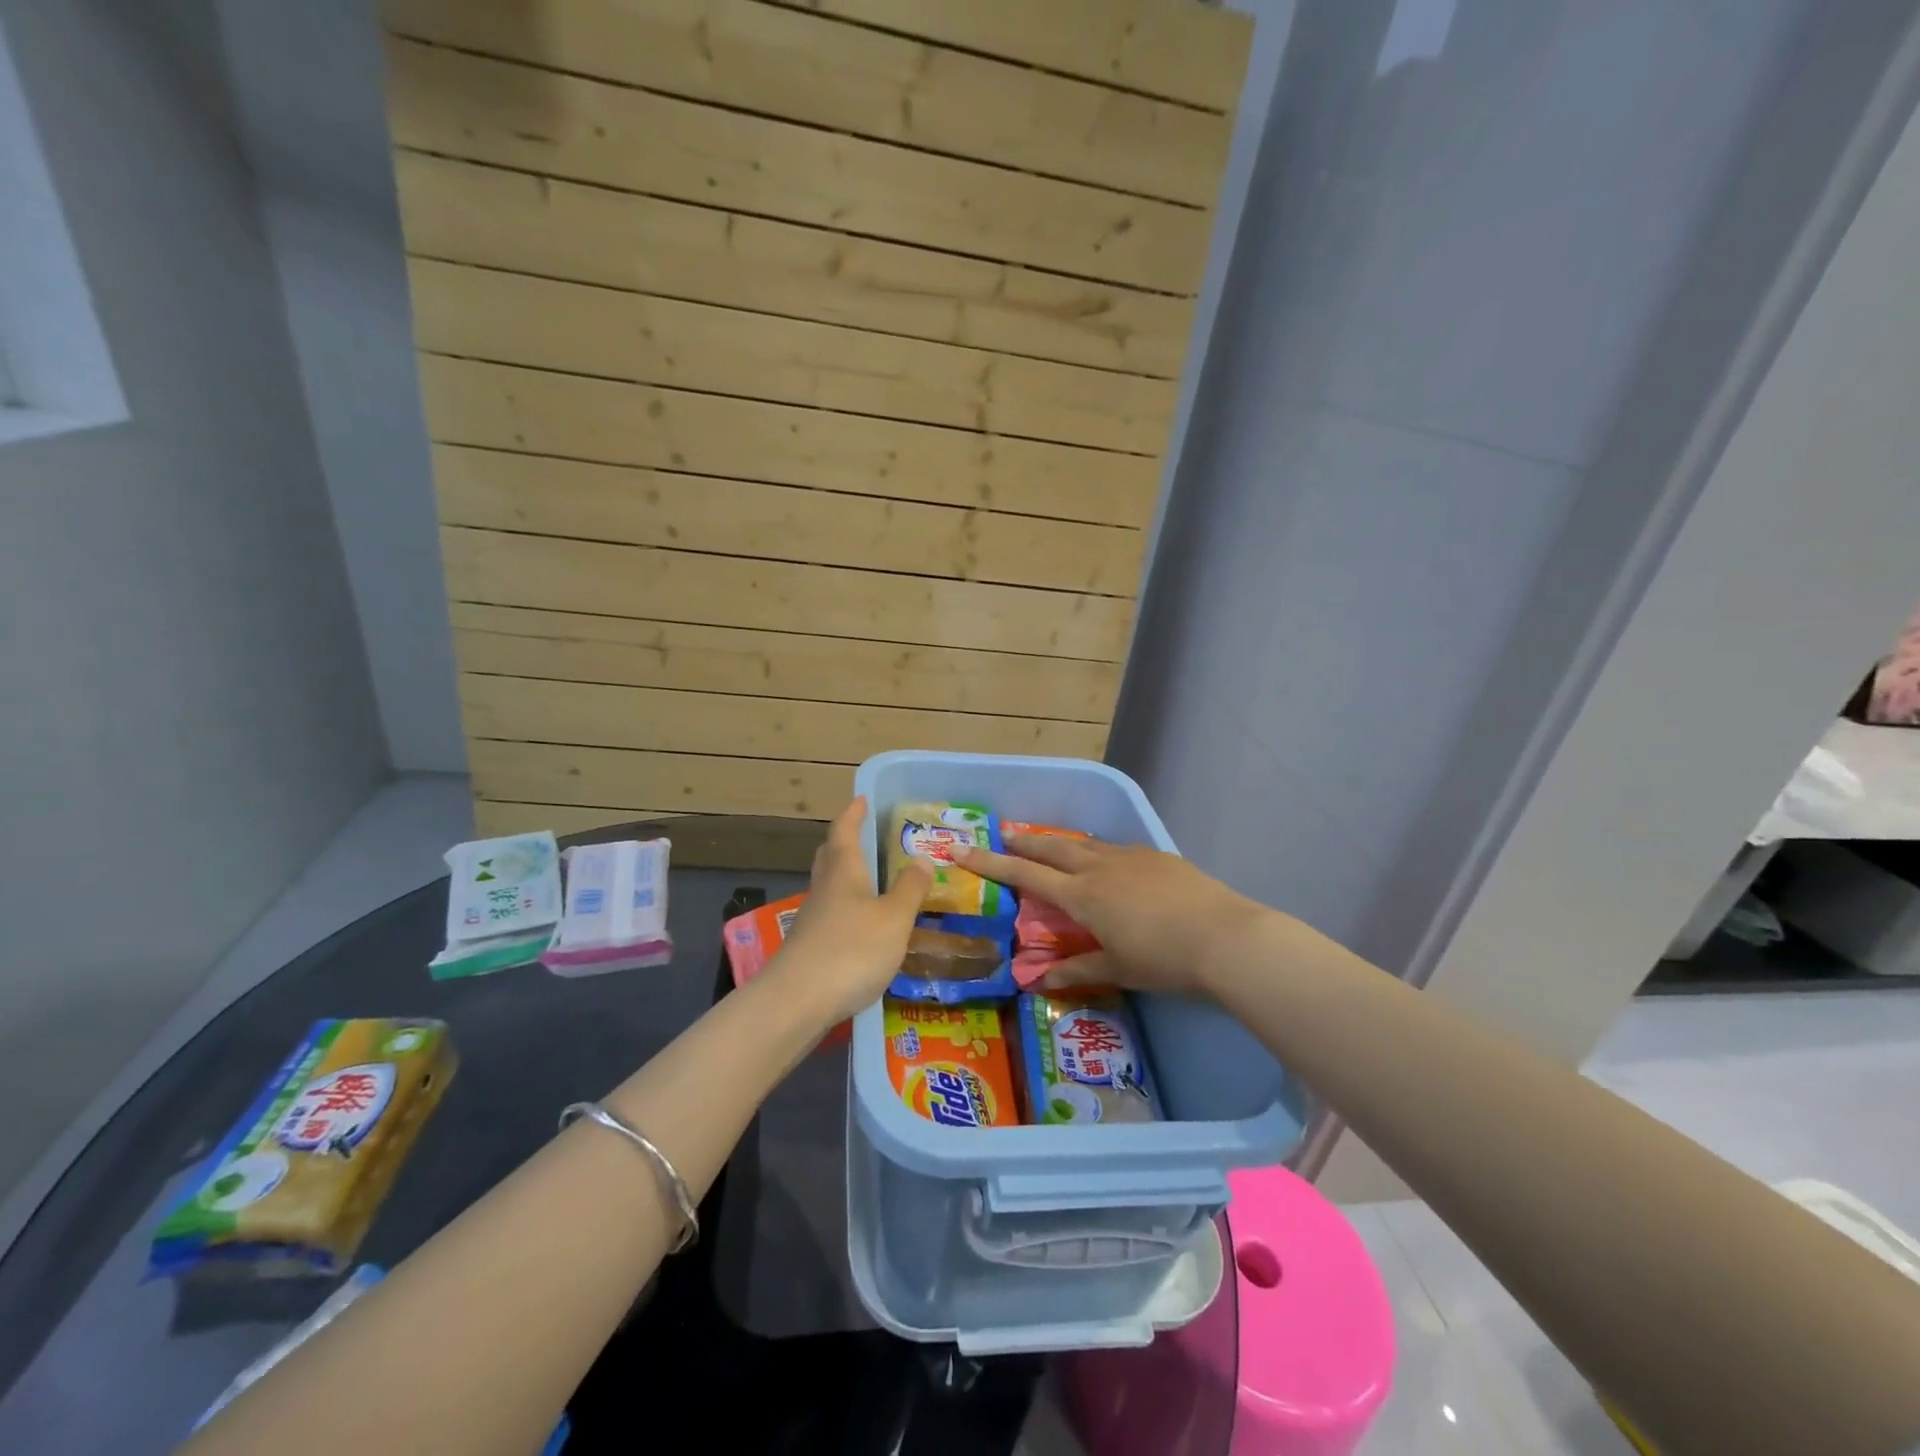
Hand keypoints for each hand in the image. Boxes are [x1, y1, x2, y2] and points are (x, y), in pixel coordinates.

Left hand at [771, 798, 930, 1021]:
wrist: (797, 1002)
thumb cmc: (851, 950)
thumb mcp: (894, 918)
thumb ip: (910, 889)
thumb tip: (922, 858)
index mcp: (844, 872)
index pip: (844, 832)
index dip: (853, 814)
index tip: (862, 799)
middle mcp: (824, 889)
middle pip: (830, 857)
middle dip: (844, 842)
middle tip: (863, 835)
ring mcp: (812, 920)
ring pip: (828, 887)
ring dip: (845, 877)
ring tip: (870, 881)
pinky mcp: (809, 949)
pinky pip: (829, 916)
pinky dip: (845, 910)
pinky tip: (861, 926)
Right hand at [955, 834, 1269, 998]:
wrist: (1224, 936)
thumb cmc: (1163, 959)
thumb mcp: (1117, 969)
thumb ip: (1076, 970)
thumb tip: (1038, 981)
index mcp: (1082, 894)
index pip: (1026, 873)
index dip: (991, 862)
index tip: (963, 849)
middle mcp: (1099, 866)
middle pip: (1051, 846)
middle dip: (1023, 842)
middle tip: (1003, 836)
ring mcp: (1129, 856)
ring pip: (1083, 842)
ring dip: (1059, 842)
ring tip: (1048, 845)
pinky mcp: (1155, 856)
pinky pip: (1113, 848)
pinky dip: (1095, 850)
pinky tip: (1104, 862)